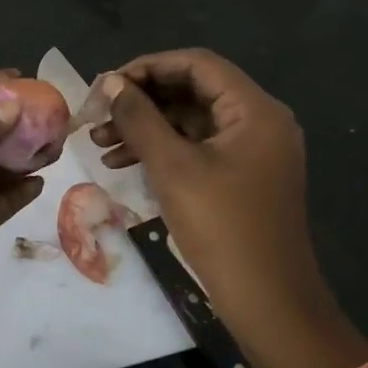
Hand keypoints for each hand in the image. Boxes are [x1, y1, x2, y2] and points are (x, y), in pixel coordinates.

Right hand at [90, 49, 335, 347]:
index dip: (147, 67)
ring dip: (145, 126)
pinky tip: (122, 163)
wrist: (268, 303)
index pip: (197, 64)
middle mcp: (259, 121)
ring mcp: (253, 150)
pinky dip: (162, 150)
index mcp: (255, 110)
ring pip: (190, 120)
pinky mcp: (242, 175)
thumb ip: (139, 117)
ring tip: (100, 143)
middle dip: (142, 100)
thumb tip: (109, 82)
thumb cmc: (222, 227)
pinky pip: (197, 147)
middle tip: (99, 114)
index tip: (107, 84)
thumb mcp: (172, 167)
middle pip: (192, 90)